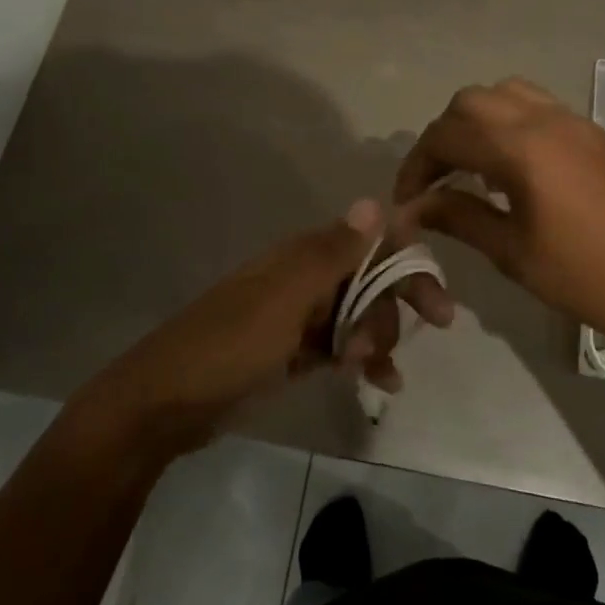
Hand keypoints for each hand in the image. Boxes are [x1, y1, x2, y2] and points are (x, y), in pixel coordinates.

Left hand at [80, 200, 453, 452]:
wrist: (166, 403)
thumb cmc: (231, 344)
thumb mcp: (285, 299)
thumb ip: (334, 253)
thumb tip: (378, 201)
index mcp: (303, 257)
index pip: (370, 246)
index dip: (407, 264)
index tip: (438, 300)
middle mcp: (305, 279)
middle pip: (370, 283)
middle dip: (394, 308)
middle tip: (414, 338)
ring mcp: (298, 317)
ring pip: (358, 316)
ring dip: (376, 339)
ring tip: (373, 371)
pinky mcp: (291, 352)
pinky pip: (340, 347)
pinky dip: (362, 360)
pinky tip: (381, 385)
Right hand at [394, 78, 604, 362]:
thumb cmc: (588, 277)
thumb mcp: (514, 253)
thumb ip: (459, 217)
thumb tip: (413, 208)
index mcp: (522, 148)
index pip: (446, 135)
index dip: (416, 165)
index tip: (408, 200)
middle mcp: (544, 119)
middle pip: (470, 102)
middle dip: (442, 135)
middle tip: (436, 180)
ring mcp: (572, 121)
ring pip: (504, 94)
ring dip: (475, 121)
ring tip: (470, 167)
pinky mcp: (591, 132)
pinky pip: (535, 106)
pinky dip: (507, 122)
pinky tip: (509, 166)